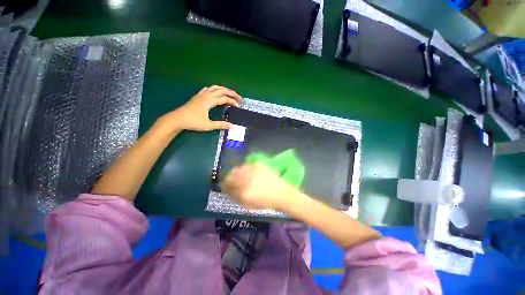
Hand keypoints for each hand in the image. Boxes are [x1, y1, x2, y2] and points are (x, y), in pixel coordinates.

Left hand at [162, 85, 241, 131]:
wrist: (177, 119)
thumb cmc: (193, 122)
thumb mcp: (208, 125)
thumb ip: (221, 125)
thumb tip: (232, 126)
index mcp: (210, 101)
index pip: (224, 99)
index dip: (233, 101)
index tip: (238, 106)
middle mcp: (207, 95)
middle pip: (222, 90)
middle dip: (231, 93)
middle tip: (239, 97)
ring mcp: (201, 94)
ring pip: (215, 88)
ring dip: (224, 89)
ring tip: (230, 93)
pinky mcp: (198, 96)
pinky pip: (208, 89)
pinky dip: (215, 89)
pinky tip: (215, 92)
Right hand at [221, 164, 302, 210]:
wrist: (281, 193)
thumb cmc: (265, 202)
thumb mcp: (248, 205)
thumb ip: (236, 197)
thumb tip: (228, 190)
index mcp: (244, 193)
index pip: (227, 186)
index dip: (224, 186)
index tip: (224, 186)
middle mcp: (247, 180)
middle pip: (230, 175)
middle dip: (228, 178)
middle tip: (230, 180)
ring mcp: (253, 171)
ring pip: (237, 168)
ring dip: (235, 173)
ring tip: (239, 176)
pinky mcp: (258, 165)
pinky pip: (246, 165)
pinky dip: (244, 168)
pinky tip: (247, 172)